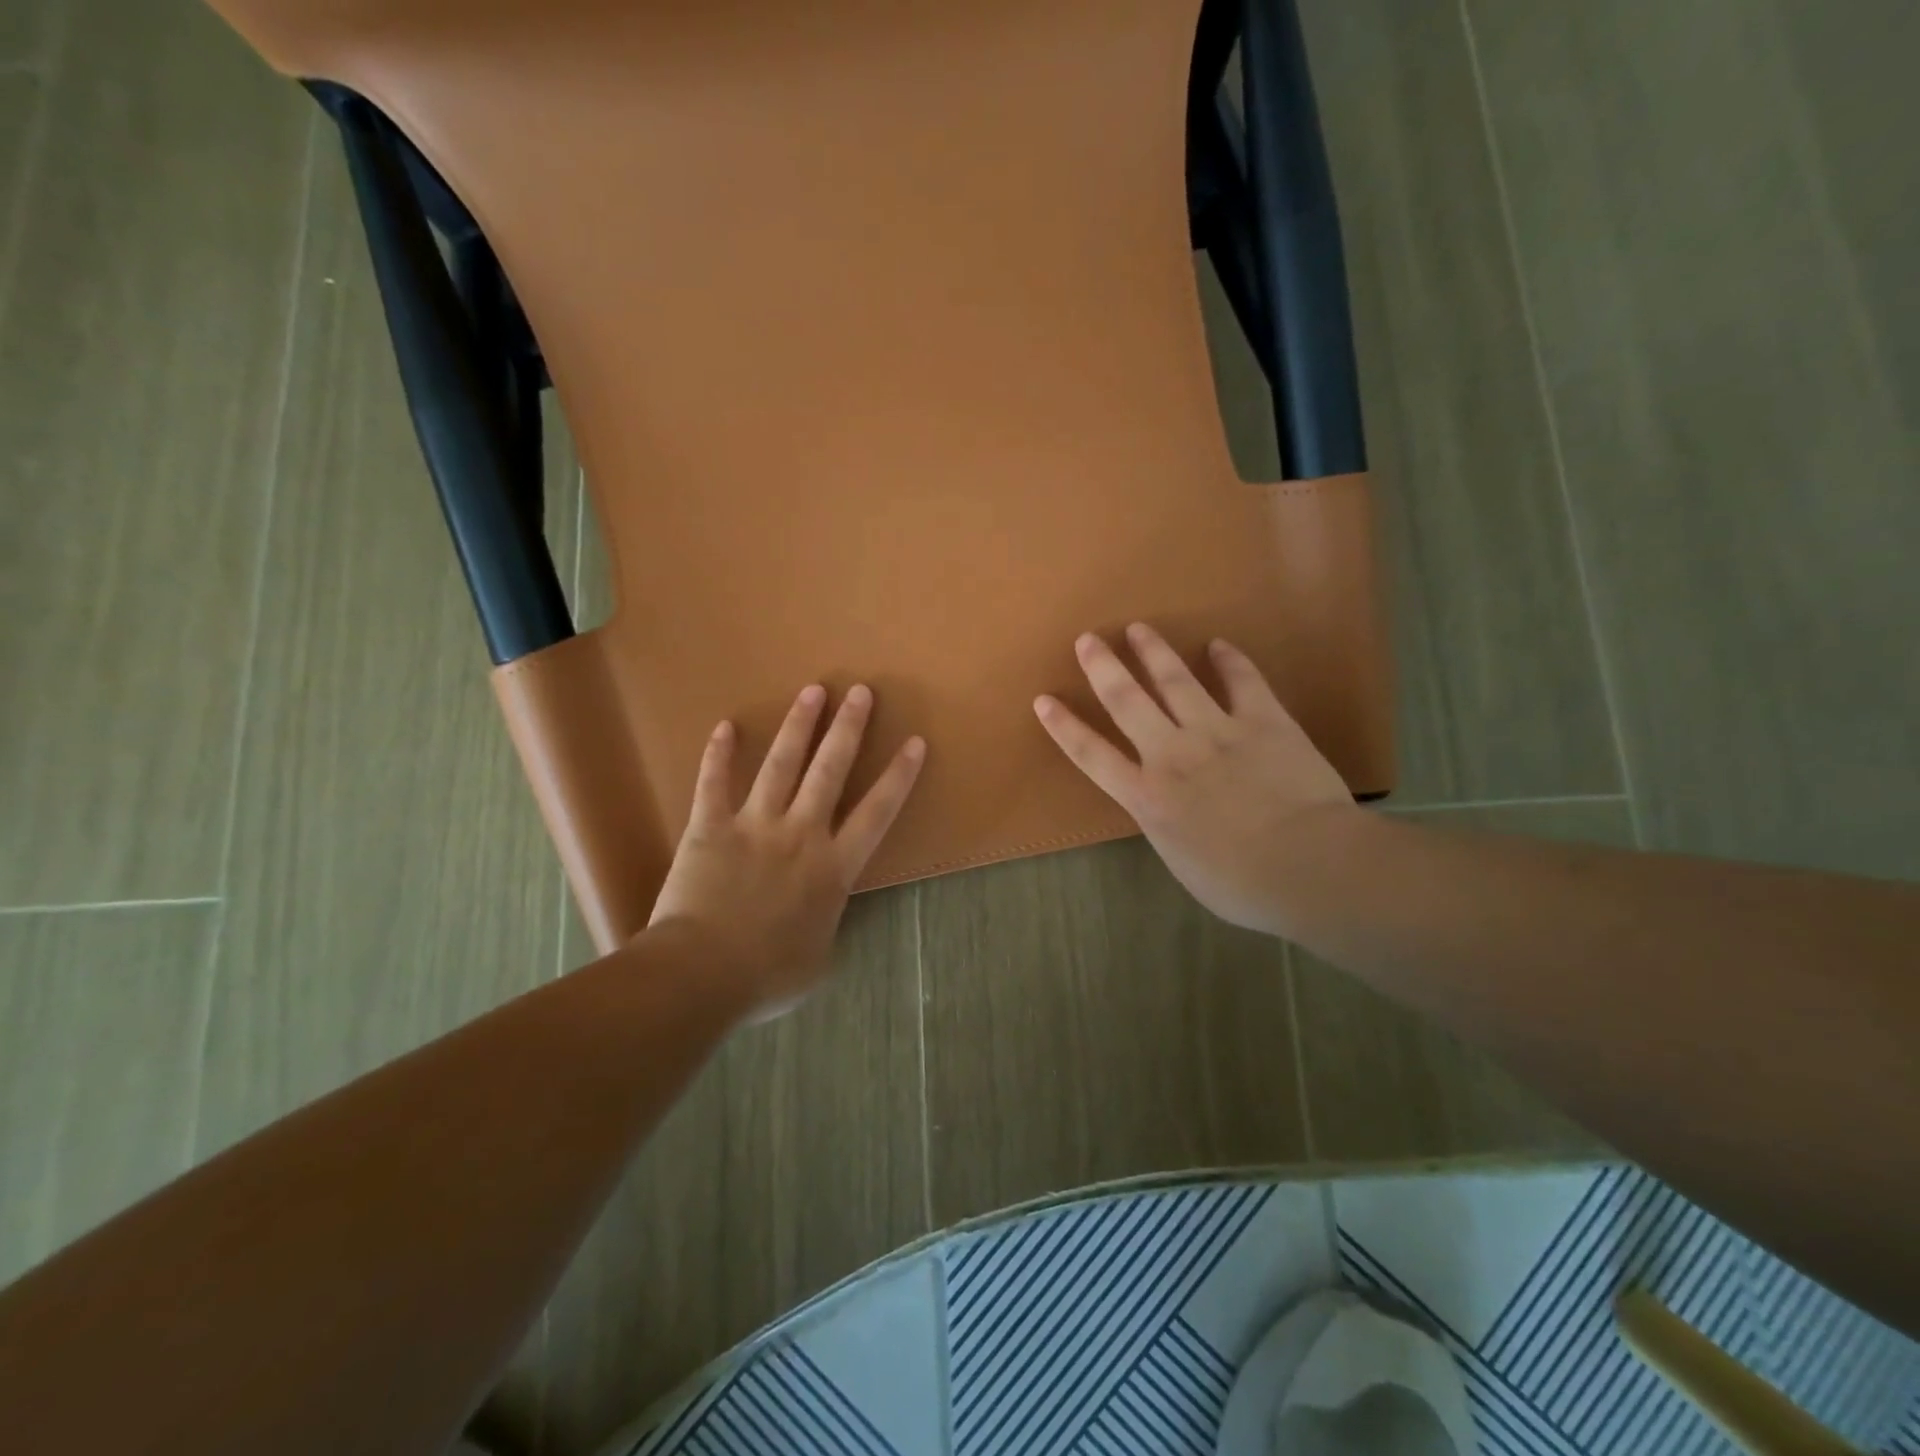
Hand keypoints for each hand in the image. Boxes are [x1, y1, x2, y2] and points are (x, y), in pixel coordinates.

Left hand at [651, 684, 925, 1018]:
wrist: (702, 974)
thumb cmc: (766, 975)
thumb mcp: (817, 961)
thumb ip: (826, 927)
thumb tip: (821, 918)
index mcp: (833, 868)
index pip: (876, 813)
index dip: (898, 777)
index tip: (914, 743)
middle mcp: (800, 835)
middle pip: (830, 771)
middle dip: (848, 729)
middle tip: (861, 691)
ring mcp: (754, 826)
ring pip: (781, 765)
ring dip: (799, 726)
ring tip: (813, 691)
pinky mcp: (709, 828)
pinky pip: (713, 784)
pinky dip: (717, 755)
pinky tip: (724, 726)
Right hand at [1034, 623, 1358, 935]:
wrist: (1307, 866)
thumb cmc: (1241, 883)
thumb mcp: (1182, 860)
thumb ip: (1167, 824)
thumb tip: (1168, 808)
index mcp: (1147, 797)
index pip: (1092, 755)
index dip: (1065, 726)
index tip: (1044, 700)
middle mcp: (1172, 755)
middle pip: (1127, 701)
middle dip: (1103, 668)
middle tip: (1088, 639)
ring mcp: (1217, 732)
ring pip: (1176, 681)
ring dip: (1154, 652)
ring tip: (1139, 629)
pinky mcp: (1264, 721)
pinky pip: (1243, 682)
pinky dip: (1230, 661)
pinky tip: (1219, 645)